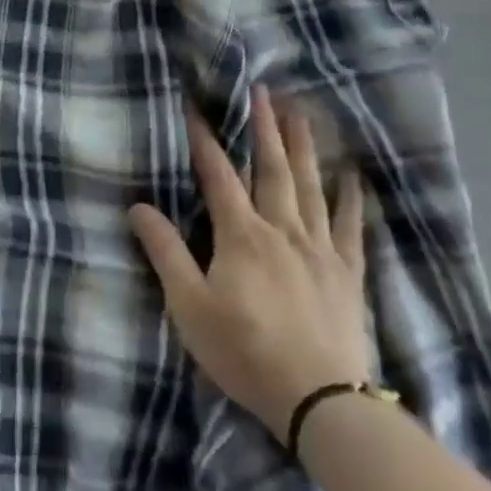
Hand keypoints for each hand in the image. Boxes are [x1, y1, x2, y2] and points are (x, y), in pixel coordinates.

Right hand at [128, 85, 371, 442]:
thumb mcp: (189, 306)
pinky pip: (350, 226)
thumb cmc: (244, 352)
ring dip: (305, 147)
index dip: (205, 141)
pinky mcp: (347, 272)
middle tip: (264, 91)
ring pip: (311, 186)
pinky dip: (351, 198)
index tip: (196, 108)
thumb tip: (138, 207)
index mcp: (241, 235)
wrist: (319, 399)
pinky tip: (352, 175)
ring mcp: (319, 248)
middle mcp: (282, 229)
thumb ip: (166, 252)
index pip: (219, 176)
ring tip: (303, 113)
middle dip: (265, 127)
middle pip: (272, 169)